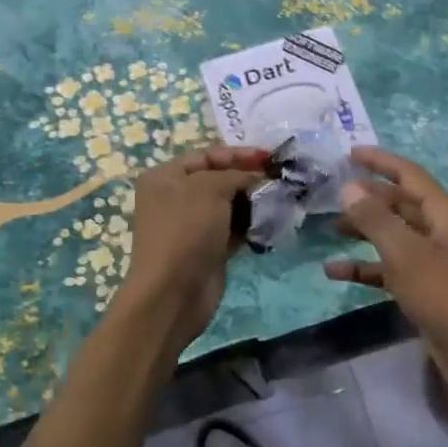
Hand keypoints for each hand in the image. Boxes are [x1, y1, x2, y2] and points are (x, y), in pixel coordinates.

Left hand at [120, 144, 268, 347]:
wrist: (174, 292)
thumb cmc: (186, 230)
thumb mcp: (210, 189)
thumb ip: (236, 175)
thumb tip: (256, 178)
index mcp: (165, 177)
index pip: (207, 155)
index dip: (239, 154)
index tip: (271, 157)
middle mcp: (175, 198)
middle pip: (219, 179)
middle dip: (249, 178)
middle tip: (281, 179)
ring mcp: (191, 226)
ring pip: (229, 206)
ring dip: (254, 202)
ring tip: (282, 199)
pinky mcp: (207, 249)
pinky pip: (233, 229)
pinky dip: (251, 224)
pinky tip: (272, 221)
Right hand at [324, 147, 447, 392]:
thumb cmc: (444, 294)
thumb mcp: (405, 253)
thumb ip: (375, 219)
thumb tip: (349, 188)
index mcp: (443, 212)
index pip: (408, 174)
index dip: (380, 161)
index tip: (350, 153)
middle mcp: (439, 229)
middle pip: (399, 203)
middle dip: (367, 197)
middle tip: (332, 193)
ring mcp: (432, 259)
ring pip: (392, 234)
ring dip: (363, 231)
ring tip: (330, 228)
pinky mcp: (424, 286)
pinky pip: (389, 267)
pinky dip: (365, 267)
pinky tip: (335, 271)